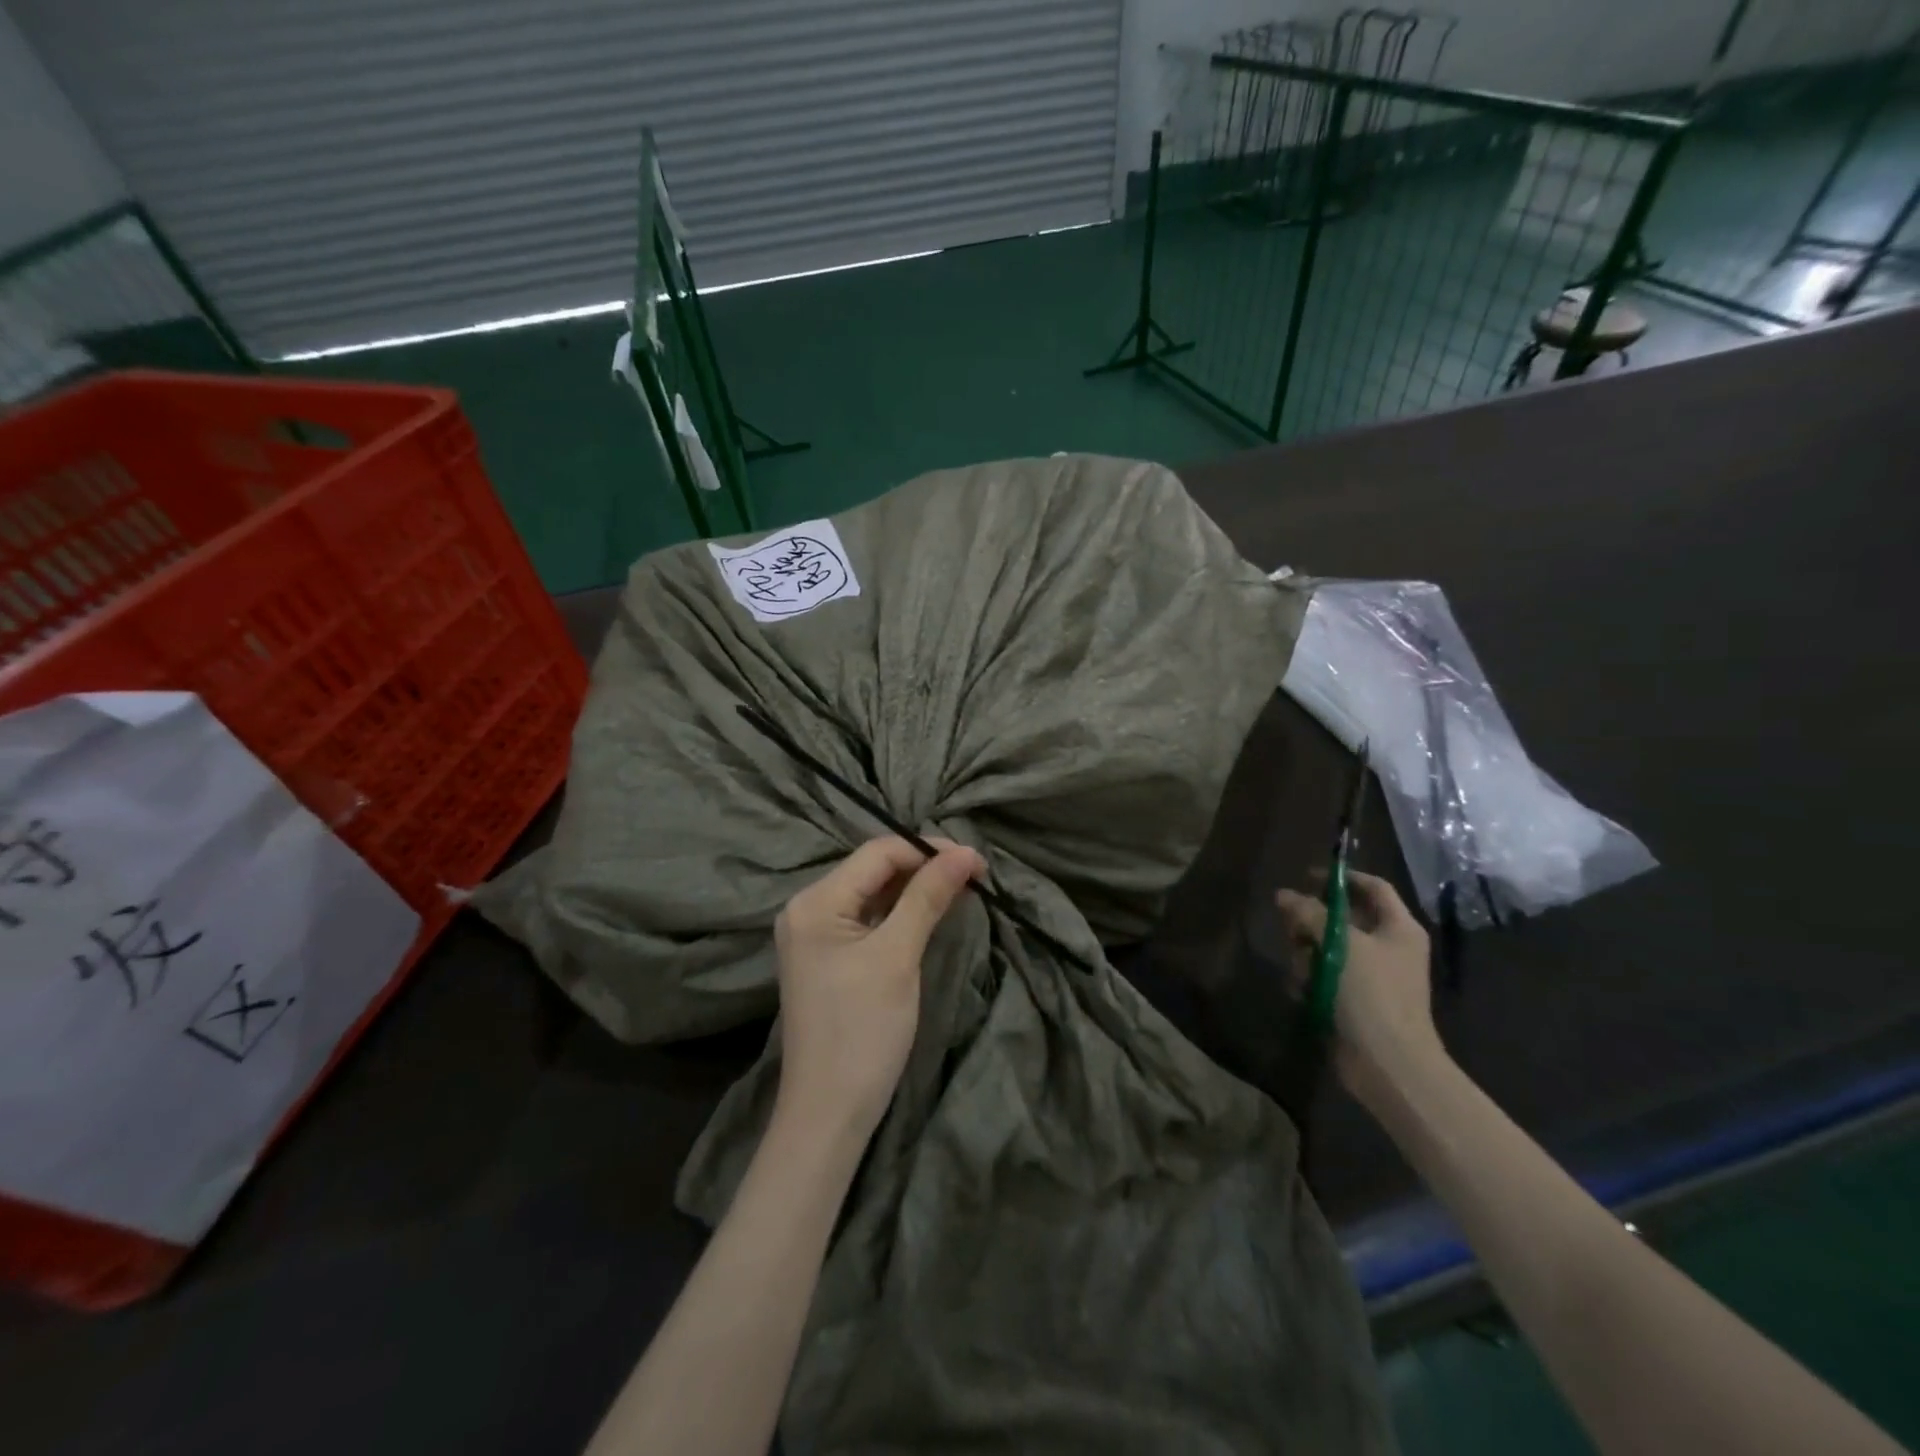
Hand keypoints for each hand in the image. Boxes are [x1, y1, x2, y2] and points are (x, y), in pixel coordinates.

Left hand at [773, 836, 983, 1137]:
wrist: (829, 1113)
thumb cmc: (862, 1031)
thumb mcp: (898, 957)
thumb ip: (927, 898)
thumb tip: (965, 852)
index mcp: (815, 902)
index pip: (877, 853)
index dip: (928, 850)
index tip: (976, 862)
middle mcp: (809, 908)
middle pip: (873, 869)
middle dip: (924, 867)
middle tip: (974, 875)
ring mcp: (816, 933)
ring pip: (873, 893)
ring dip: (916, 889)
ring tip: (961, 889)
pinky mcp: (829, 956)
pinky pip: (869, 918)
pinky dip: (901, 912)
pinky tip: (931, 912)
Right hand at [1275, 871, 1444, 1108]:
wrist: (1388, 1064)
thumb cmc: (1373, 995)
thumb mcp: (1340, 944)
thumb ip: (1310, 914)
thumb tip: (1284, 895)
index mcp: (1398, 928)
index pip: (1372, 887)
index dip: (1341, 877)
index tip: (1306, 877)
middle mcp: (1387, 947)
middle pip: (1341, 917)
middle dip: (1312, 922)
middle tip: (1291, 928)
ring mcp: (1370, 976)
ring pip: (1325, 948)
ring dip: (1306, 955)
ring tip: (1301, 971)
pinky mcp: (1352, 1001)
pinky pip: (1323, 976)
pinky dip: (1309, 981)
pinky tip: (1303, 992)